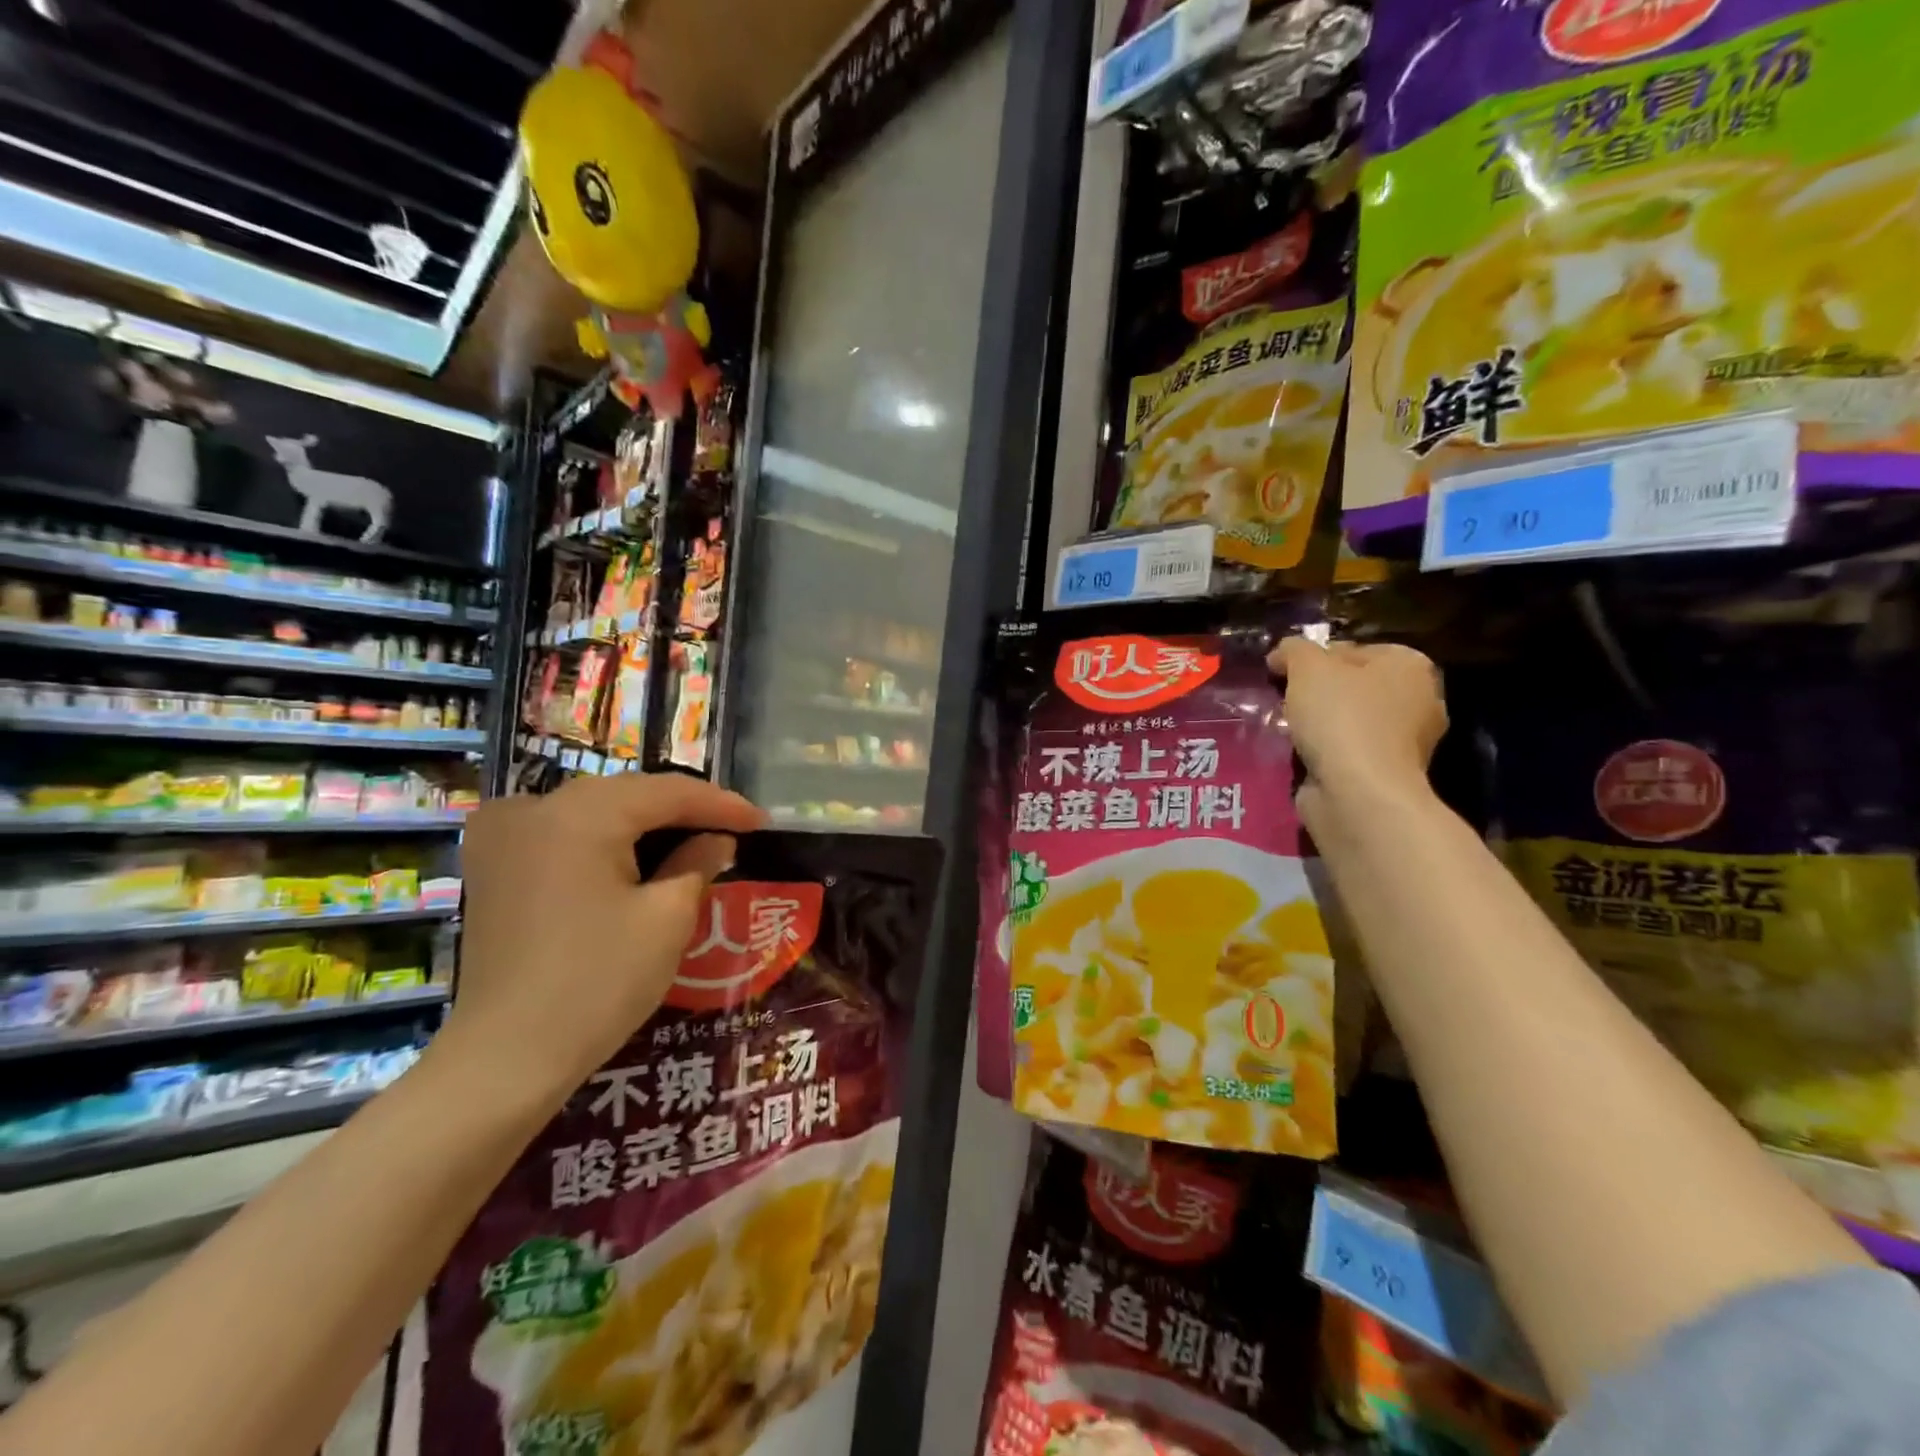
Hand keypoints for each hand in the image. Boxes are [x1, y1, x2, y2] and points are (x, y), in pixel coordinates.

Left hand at [442, 774, 766, 1108]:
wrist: (505, 1058)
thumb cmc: (597, 983)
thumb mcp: (667, 919)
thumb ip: (698, 863)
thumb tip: (717, 840)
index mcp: (580, 814)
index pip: (667, 792)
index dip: (720, 804)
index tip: (760, 820)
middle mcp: (534, 807)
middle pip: (627, 794)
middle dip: (682, 810)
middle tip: (730, 829)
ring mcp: (503, 835)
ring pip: (593, 809)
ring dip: (643, 822)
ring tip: (691, 839)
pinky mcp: (490, 865)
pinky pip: (560, 831)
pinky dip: (602, 837)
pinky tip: (630, 854)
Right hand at [1268, 637, 1447, 817]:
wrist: (1358, 793)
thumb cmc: (1341, 718)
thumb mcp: (1307, 667)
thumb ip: (1293, 651)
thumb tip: (1282, 654)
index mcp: (1410, 665)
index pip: (1353, 649)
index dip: (1313, 657)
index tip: (1281, 672)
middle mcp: (1418, 700)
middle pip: (1353, 686)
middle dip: (1317, 692)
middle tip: (1283, 699)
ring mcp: (1407, 742)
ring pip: (1349, 721)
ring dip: (1319, 724)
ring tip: (1286, 729)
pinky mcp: (1387, 775)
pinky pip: (1348, 752)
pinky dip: (1325, 752)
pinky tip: (1301, 755)